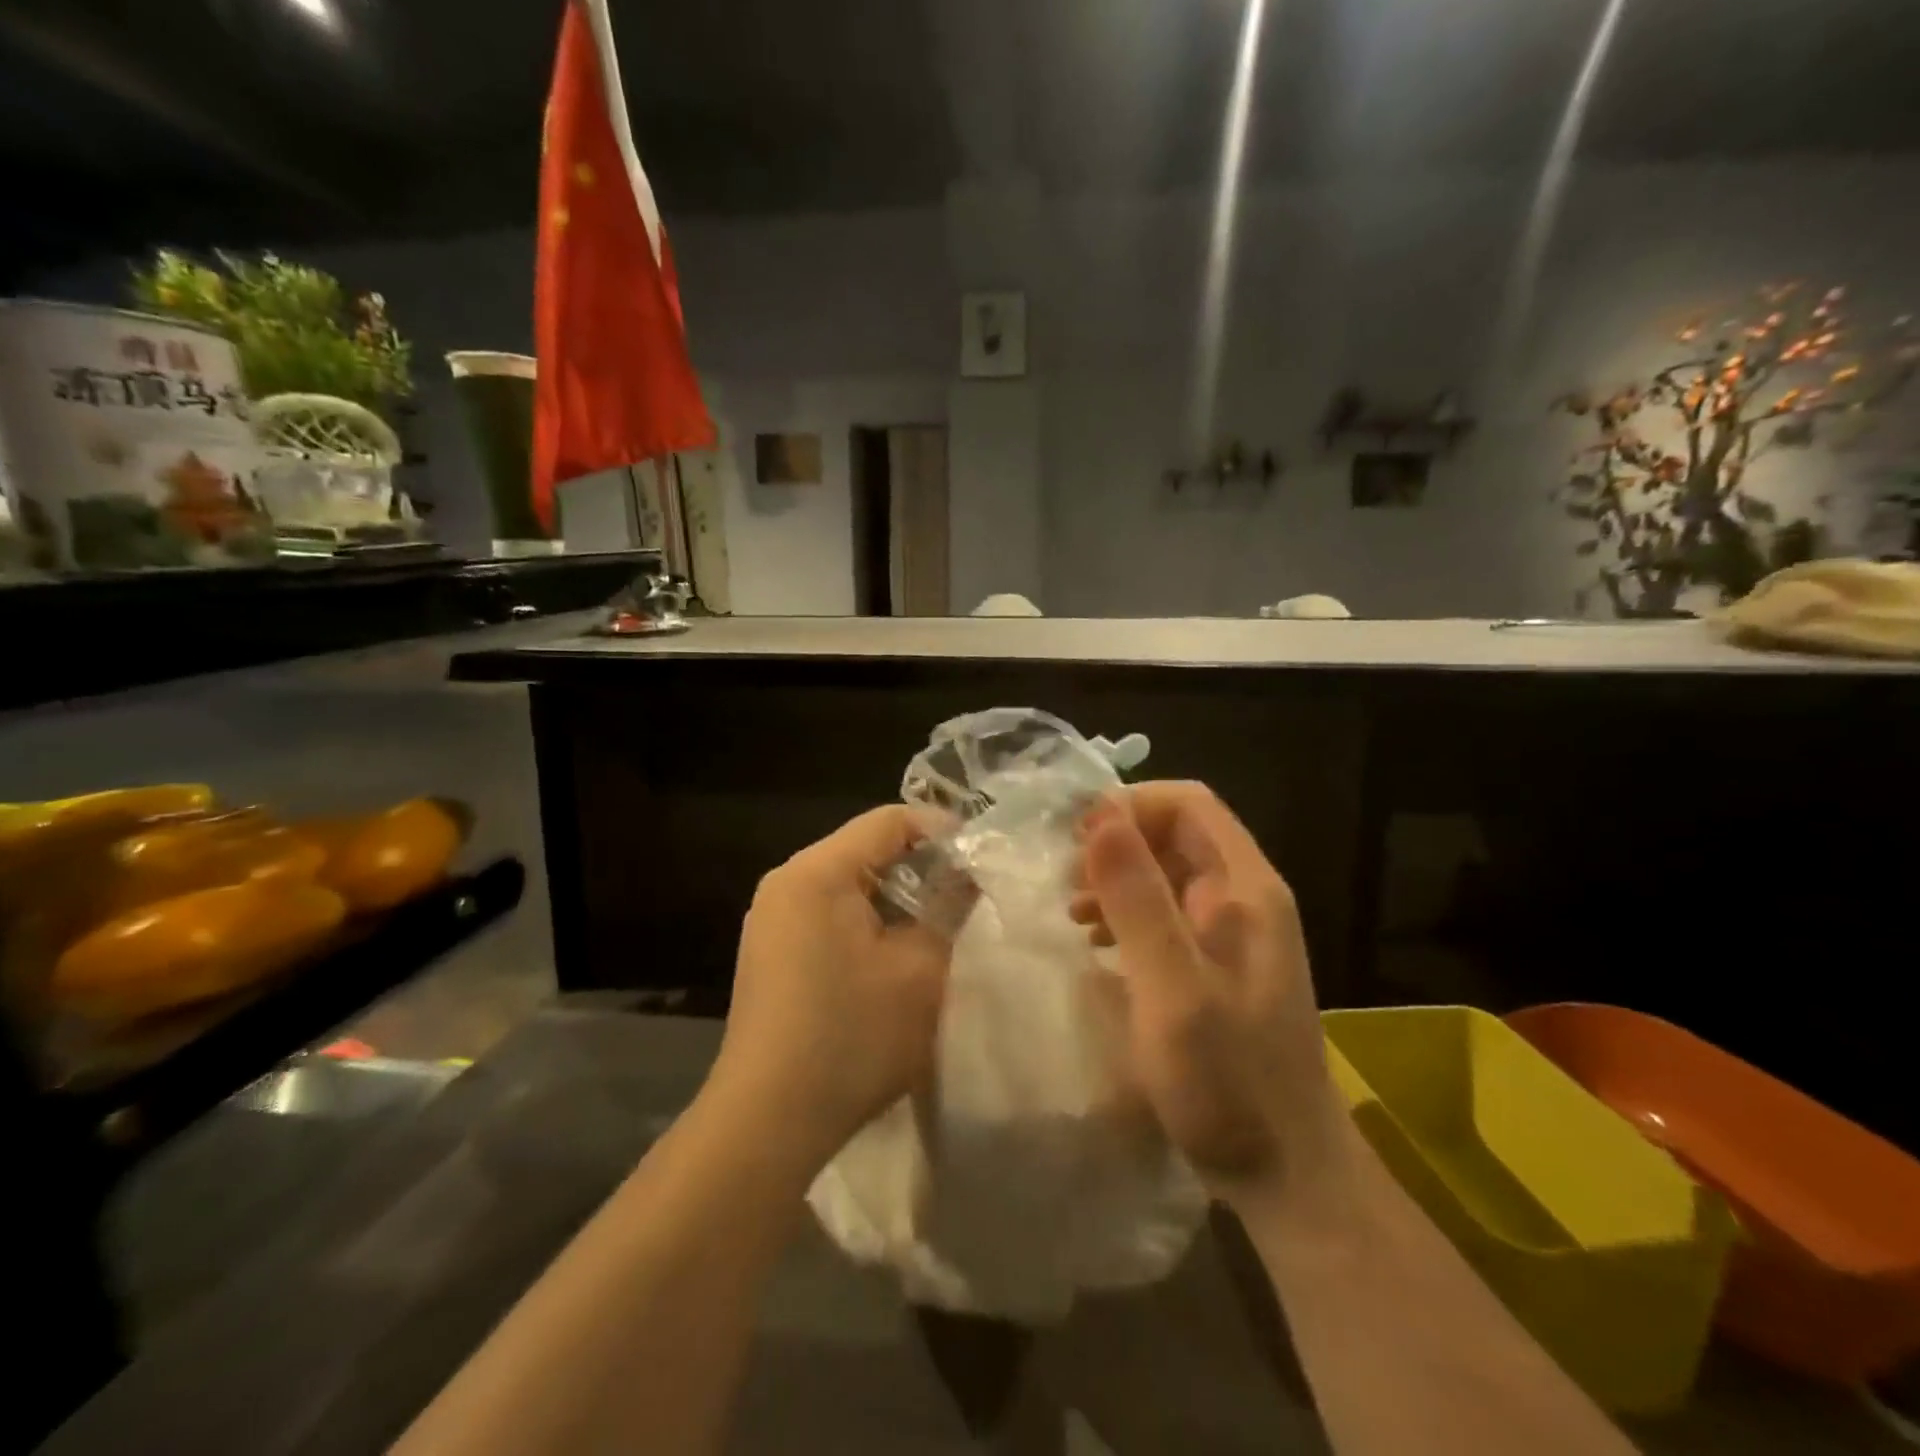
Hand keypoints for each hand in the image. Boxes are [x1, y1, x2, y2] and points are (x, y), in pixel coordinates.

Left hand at [711, 806, 954, 1169]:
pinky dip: (867, 922)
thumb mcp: (920, 970)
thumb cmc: (852, 1036)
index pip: (888, 820)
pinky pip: (829, 915)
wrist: (768, 1120)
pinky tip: (895, 955)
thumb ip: (949, 909)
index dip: (942, 831)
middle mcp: (787, 882)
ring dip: (896, 898)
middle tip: (968, 893)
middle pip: (865, 849)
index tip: (981, 858)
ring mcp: (772, 919)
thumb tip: (966, 877)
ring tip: (939, 924)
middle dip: (920, 866)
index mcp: (817, 872)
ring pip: (849, 884)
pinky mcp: (771, 953)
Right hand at [1072, 783, 1344, 1203]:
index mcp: (1246, 889)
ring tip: (1073, 909)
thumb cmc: (1229, 1082)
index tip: (1075, 837)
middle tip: (1065, 877)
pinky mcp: (1219, 965)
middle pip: (1177, 834)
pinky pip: (1168, 912)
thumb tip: (1100, 816)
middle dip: (1117, 843)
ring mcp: (1234, 933)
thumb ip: (1138, 900)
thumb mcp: (1172, 989)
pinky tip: (1099, 942)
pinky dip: (1128, 913)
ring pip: (1168, 872)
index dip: (1130, 806)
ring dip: (1118, 877)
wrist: (1287, 1174)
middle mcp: (1245, 898)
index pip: (1189, 804)